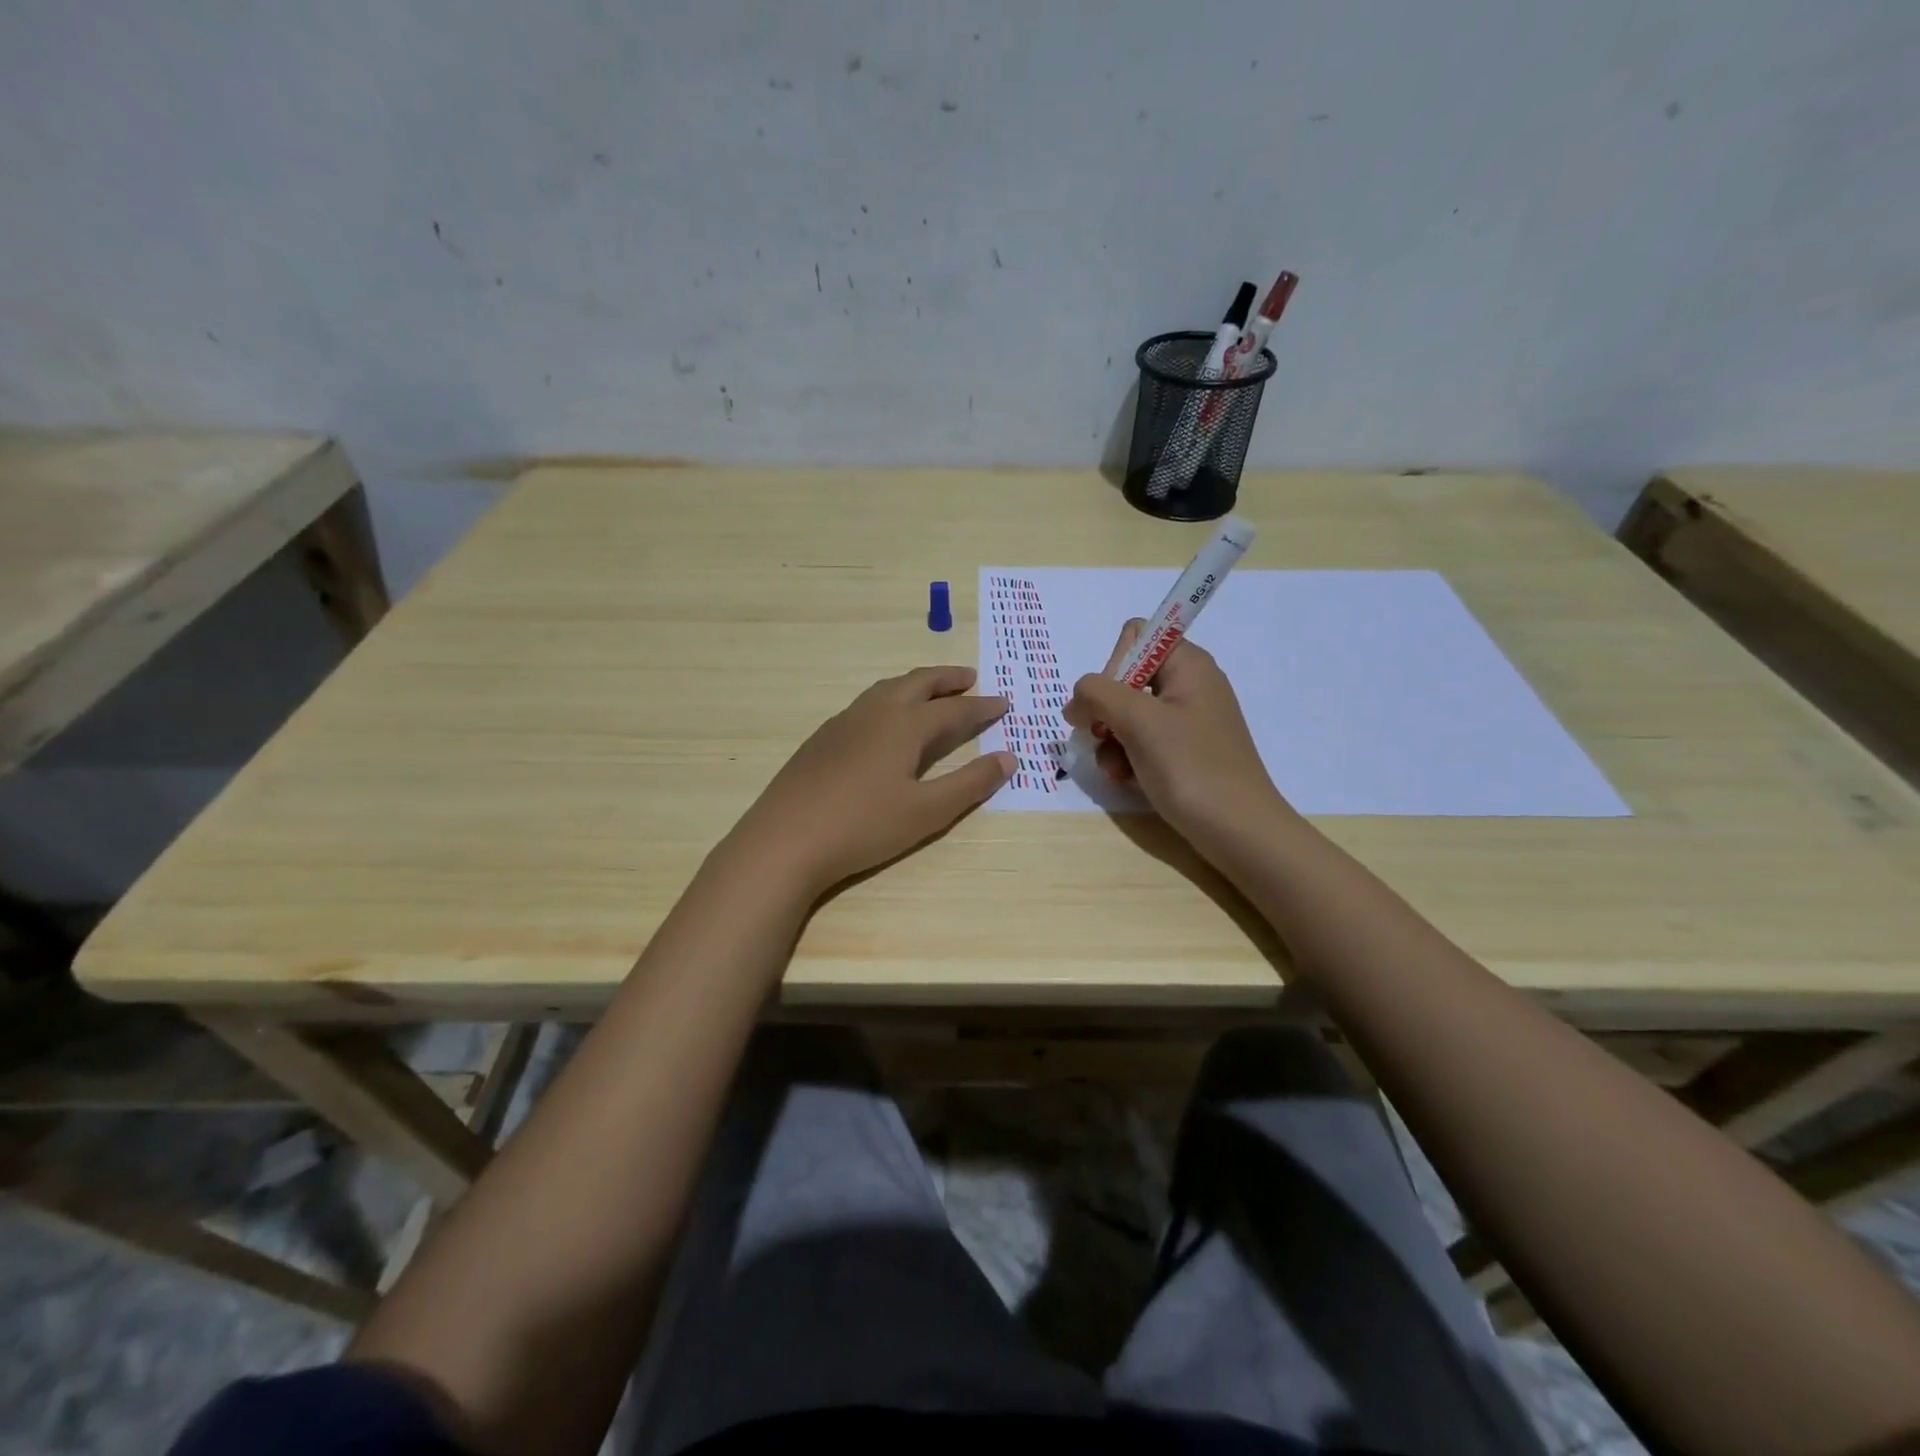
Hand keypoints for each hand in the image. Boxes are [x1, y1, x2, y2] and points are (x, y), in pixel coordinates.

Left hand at [729, 666, 1014, 894]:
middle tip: (970, 678)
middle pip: (917, 684)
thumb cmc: (863, 827)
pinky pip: (865, 705)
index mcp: (904, 726)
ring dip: (915, 685)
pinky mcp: (822, 740)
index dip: (981, 707)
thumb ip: (970, 783)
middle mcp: (875, 713)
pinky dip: (889, 700)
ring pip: (887, 690)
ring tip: (931, 692)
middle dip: (947, 679)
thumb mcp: (927, 812)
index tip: (1004, 702)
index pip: (953, 710)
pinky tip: (885, 722)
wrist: (784, 840)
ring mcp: (843, 723)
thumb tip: (1008, 758)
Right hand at [1064, 620, 1290, 847]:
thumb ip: (1097, 695)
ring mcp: (1188, 722)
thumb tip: (1075, 703)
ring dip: (1112, 742)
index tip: (1110, 702)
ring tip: (1116, 771)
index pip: (1136, 637)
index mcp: (1188, 665)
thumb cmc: (1192, 768)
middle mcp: (1189, 686)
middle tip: (1103, 739)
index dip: (1115, 665)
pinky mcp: (1185, 753)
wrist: (1240, 832)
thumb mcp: (1139, 722)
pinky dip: (1128, 759)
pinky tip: (1127, 781)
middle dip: (1106, 712)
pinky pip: (1143, 743)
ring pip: (1128, 716)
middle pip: (1127, 679)